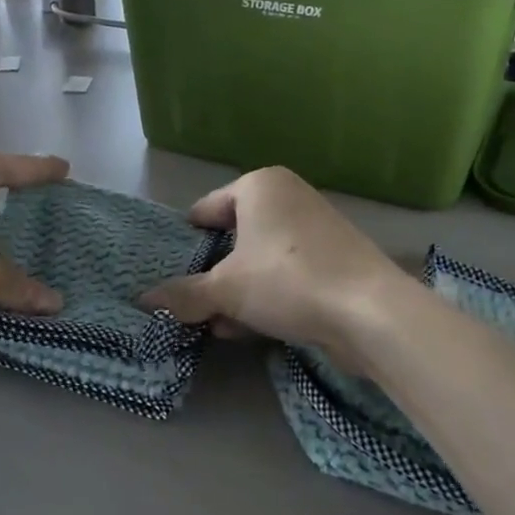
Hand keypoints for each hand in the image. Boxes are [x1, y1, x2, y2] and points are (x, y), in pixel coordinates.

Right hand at [140, 167, 410, 360]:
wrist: (370, 312)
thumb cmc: (286, 280)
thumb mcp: (225, 290)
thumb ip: (183, 294)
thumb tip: (144, 300)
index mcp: (260, 185)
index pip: (206, 209)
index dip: (187, 242)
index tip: (172, 272)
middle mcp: (289, 196)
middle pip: (234, 237)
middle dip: (213, 274)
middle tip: (192, 303)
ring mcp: (316, 228)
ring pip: (260, 260)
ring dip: (237, 292)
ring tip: (215, 323)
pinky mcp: (336, 260)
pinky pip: (287, 274)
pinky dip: (266, 296)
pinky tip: (248, 329)